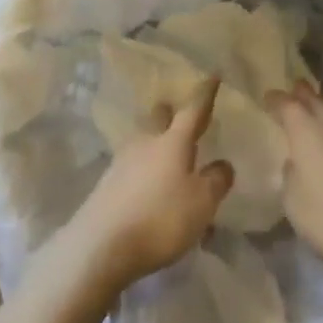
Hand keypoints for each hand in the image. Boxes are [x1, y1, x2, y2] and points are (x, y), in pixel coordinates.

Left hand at [61, 77, 234, 291]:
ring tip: (168, 157)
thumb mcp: (202, 203)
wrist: (99, 248)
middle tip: (179, 113)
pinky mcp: (106, 186)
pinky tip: (151, 189)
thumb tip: (222, 164)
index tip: (213, 75)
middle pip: (158, 119)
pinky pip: (132, 169)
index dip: (205, 93)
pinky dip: (145, 172)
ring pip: (143, 142)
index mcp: (173, 142)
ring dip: (156, 144)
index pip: (193, 110)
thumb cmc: (160, 218)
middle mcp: (146, 144)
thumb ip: (216, 180)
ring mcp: (121, 163)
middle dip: (170, 113)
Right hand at [269, 83, 322, 273]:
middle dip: (302, 93)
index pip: (287, 104)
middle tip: (294, 91)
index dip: (276, 100)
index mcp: (306, 130)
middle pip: (316, 98)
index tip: (268, 98)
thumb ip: (291, 177)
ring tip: (322, 106)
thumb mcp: (294, 203)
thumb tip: (295, 162)